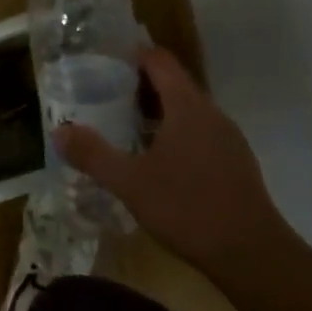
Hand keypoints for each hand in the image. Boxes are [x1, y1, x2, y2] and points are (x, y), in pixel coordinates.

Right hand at [52, 47, 288, 279]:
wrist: (252, 255)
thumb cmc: (187, 208)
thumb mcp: (129, 182)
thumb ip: (93, 154)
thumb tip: (59, 131)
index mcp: (187, 107)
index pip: (160, 61)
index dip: (132, 55)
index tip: (103, 60)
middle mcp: (211, 114)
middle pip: (174, 83)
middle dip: (139, 84)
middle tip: (102, 93)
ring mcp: (228, 139)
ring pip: (188, 110)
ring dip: (157, 110)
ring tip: (122, 124)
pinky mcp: (235, 163)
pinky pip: (199, 132)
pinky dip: (174, 132)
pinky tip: (155, 159)